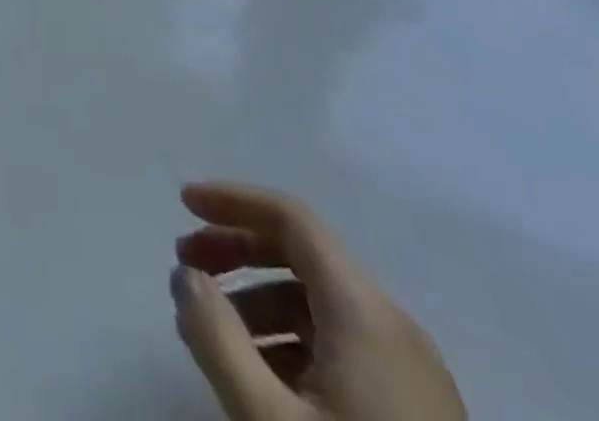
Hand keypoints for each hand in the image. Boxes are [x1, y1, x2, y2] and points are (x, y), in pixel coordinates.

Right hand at [171, 182, 465, 420]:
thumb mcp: (268, 420)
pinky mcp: (416, 412)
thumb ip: (215, 336)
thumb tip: (186, 276)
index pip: (290, 218)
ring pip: (320, 303)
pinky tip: (261, 378)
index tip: (182, 203)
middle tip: (187, 266)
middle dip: (237, 249)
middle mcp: (393, 326)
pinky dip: (290, 339)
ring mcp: (412, 373)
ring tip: (215, 333)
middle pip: (303, 254)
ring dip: (258, 298)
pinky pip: (341, 345)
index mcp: (364, 311)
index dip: (232, 200)